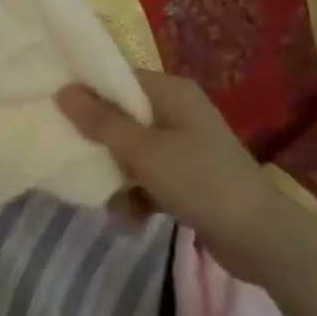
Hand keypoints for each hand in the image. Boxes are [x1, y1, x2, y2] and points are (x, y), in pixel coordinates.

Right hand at [56, 70, 281, 275]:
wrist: (260, 238)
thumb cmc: (198, 180)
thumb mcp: (143, 151)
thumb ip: (101, 121)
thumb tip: (63, 90)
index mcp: (171, 93)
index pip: (119, 78)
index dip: (87, 91)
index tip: (56, 108)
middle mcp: (178, 113)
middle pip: (122, 117)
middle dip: (100, 144)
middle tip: (77, 159)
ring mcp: (184, 147)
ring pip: (132, 153)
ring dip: (116, 178)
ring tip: (110, 203)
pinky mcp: (188, 179)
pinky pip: (148, 179)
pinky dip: (136, 196)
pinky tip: (130, 220)